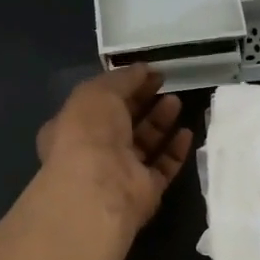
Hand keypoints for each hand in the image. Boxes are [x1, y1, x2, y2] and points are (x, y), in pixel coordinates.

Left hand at [36, 66, 193, 227]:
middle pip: (123, 123)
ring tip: (176, 102)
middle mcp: (94, 151)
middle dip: (143, 102)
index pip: (99, 103)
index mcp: (73, 127)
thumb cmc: (90, 133)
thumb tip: (143, 69)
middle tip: (164, 84)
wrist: (101, 188)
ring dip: (160, 122)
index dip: (122, 86)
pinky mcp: (145, 190)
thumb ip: (122, 78)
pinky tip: (186, 132)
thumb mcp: (98, 92)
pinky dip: (175, 150)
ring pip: (144, 144)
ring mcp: (120, 172)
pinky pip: (163, 167)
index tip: (147, 73)